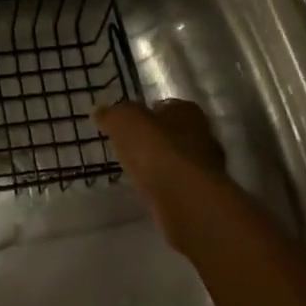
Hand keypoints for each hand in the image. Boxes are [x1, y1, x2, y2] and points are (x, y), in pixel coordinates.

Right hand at [94, 99, 227, 231]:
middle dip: (155, 140)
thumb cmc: (156, 149)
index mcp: (186, 111)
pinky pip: (178, 186)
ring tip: (137, 172)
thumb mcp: (123, 122)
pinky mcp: (201, 197)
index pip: (166, 106)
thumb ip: (112, 115)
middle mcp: (202, 136)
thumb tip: (99, 112)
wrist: (185, 200)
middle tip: (131, 148)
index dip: (146, 114)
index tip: (128, 124)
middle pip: (174, 134)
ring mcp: (206, 169)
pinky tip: (150, 193)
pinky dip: (165, 188)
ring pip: (178, 161)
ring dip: (161, 166)